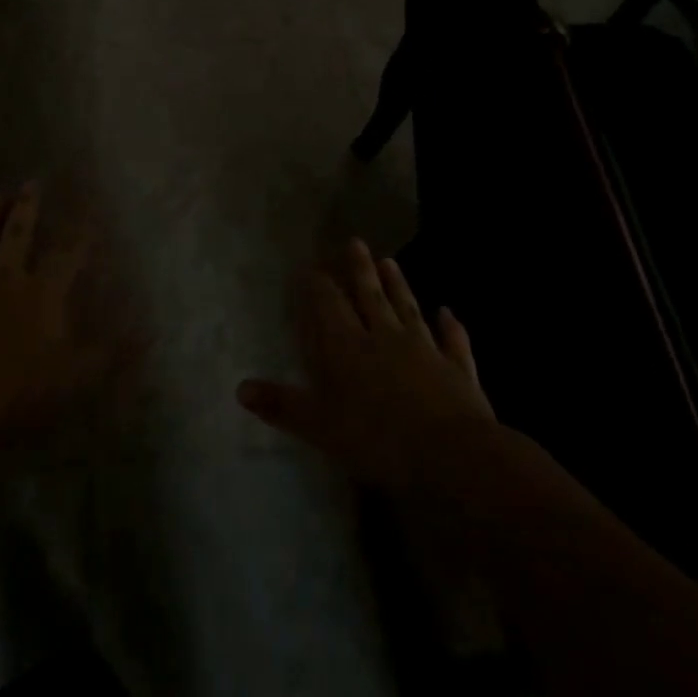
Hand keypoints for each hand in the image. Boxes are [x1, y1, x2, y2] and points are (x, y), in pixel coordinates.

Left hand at [0, 186, 117, 470]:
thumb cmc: (13, 396)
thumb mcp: (73, 380)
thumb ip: (111, 354)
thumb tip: (151, 331)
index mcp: (41, 294)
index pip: (68, 253)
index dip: (81, 231)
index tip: (91, 207)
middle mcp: (3, 278)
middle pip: (18, 233)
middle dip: (28, 207)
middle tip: (32, 181)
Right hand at [238, 240, 494, 493]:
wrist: (451, 454)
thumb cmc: (377, 439)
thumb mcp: (319, 426)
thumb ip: (282, 405)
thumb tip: (240, 388)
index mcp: (348, 348)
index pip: (329, 306)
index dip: (318, 286)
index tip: (311, 266)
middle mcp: (385, 337)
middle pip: (370, 296)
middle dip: (360, 270)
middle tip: (355, 242)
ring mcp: (425, 349)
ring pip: (408, 308)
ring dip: (398, 286)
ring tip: (390, 261)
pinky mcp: (457, 369)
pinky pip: (452, 340)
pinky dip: (450, 326)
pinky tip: (448, 312)